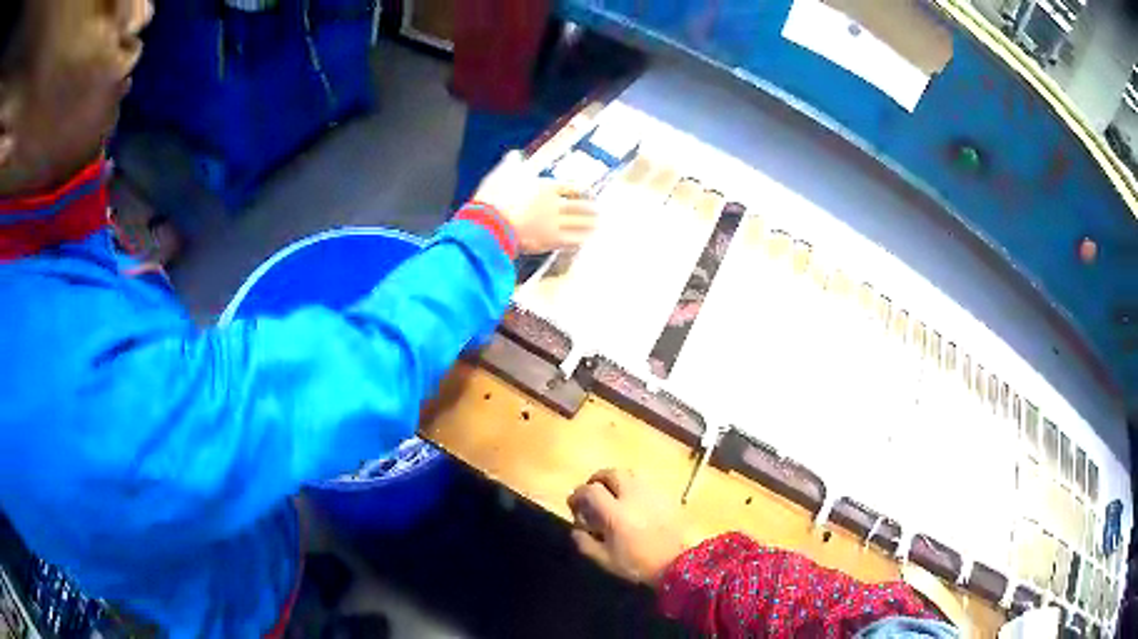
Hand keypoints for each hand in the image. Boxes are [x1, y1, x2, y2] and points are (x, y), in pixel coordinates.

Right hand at [473, 150, 597, 254]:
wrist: (488, 223)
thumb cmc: (494, 196)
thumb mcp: (502, 173)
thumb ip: (511, 163)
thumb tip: (515, 154)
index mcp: (547, 186)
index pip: (574, 188)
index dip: (585, 191)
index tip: (591, 194)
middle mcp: (554, 205)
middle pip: (581, 207)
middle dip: (592, 210)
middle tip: (598, 212)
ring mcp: (553, 224)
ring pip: (580, 224)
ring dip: (590, 225)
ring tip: (596, 227)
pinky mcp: (548, 242)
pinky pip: (571, 241)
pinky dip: (580, 240)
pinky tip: (584, 241)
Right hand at [567, 469, 687, 587]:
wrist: (677, 564)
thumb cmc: (638, 564)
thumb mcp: (605, 560)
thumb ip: (585, 543)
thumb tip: (576, 529)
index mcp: (615, 513)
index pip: (590, 490)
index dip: (578, 493)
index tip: (574, 502)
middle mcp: (633, 496)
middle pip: (611, 473)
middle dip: (598, 479)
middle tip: (594, 490)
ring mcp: (652, 493)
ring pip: (630, 474)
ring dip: (617, 480)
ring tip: (614, 493)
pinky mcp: (667, 496)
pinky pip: (646, 483)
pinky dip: (635, 487)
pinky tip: (635, 501)